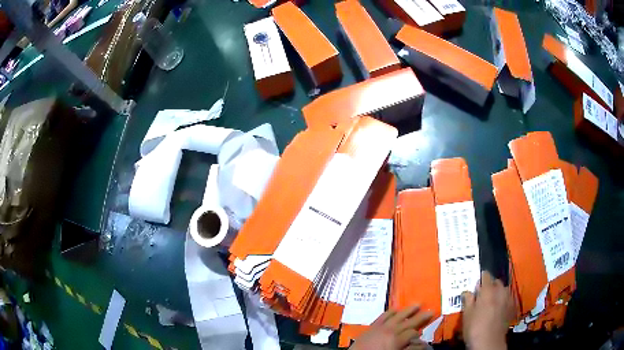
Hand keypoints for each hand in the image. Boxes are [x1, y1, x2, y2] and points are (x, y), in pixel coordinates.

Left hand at [350, 305, 432, 349]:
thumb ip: (408, 349)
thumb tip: (420, 344)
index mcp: (396, 340)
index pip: (413, 333)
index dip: (420, 335)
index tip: (425, 336)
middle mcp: (390, 330)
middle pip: (408, 322)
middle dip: (421, 317)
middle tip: (431, 311)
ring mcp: (380, 327)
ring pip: (397, 315)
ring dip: (408, 310)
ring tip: (417, 304)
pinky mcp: (372, 326)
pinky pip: (383, 316)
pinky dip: (391, 312)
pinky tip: (396, 309)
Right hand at [462, 271, 512, 349]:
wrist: (489, 342)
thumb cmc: (475, 327)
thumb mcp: (467, 314)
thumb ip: (468, 300)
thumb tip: (467, 291)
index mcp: (488, 289)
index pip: (485, 275)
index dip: (480, 279)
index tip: (475, 286)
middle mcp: (500, 290)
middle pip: (496, 281)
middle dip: (489, 286)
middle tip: (481, 296)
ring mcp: (508, 298)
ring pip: (503, 290)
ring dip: (497, 293)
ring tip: (490, 303)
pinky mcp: (512, 307)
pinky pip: (507, 298)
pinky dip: (502, 300)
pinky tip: (497, 309)